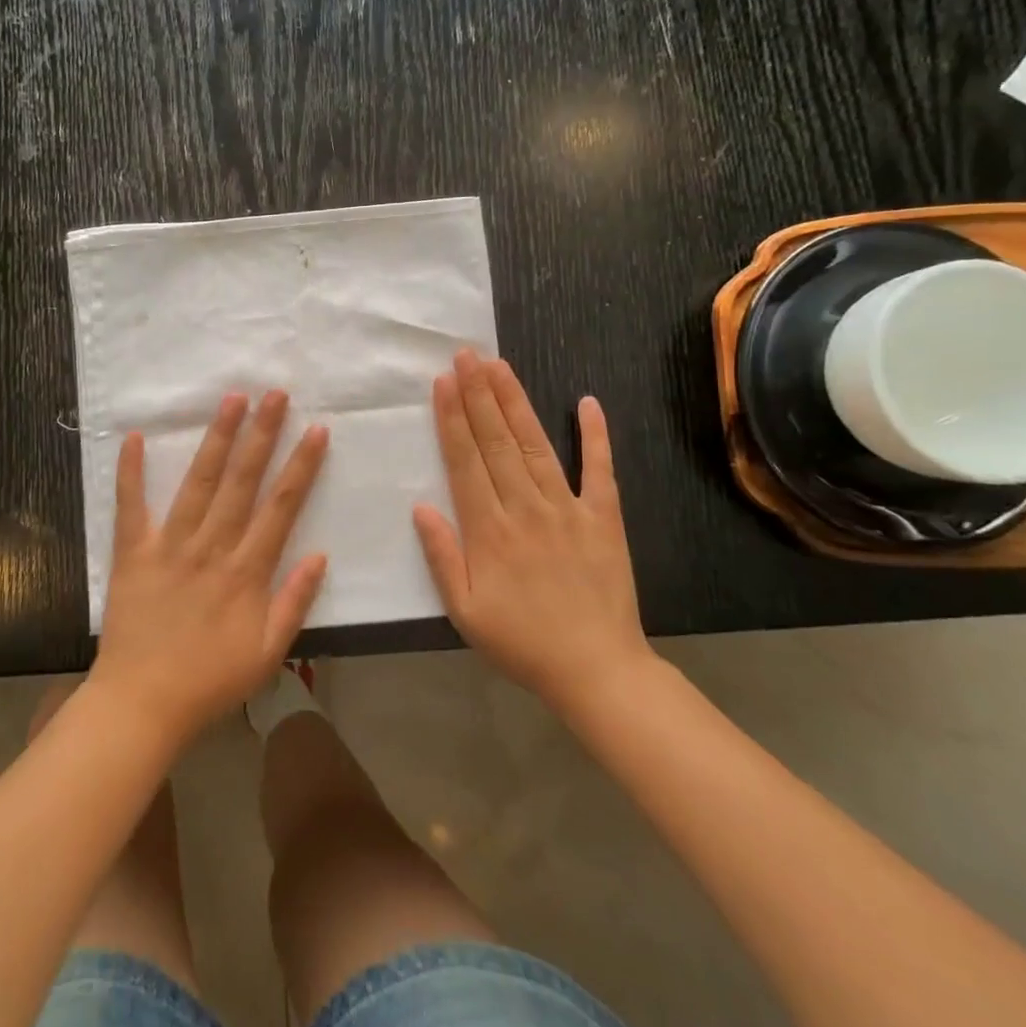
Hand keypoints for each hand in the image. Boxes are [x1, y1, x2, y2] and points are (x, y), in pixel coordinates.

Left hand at [89, 391, 329, 748]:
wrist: (142, 705)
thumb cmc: (210, 681)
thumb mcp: (269, 653)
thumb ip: (295, 602)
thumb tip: (321, 554)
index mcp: (247, 571)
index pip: (282, 507)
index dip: (301, 466)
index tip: (316, 430)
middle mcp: (212, 547)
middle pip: (243, 481)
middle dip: (262, 434)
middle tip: (276, 394)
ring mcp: (170, 545)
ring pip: (199, 482)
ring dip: (217, 438)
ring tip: (232, 399)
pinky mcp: (133, 552)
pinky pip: (131, 506)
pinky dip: (131, 472)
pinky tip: (134, 437)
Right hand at [413, 349, 653, 710]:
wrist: (596, 671)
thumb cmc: (521, 642)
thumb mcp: (464, 611)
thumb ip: (441, 556)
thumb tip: (421, 505)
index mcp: (489, 530)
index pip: (465, 461)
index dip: (452, 418)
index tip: (443, 382)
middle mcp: (526, 508)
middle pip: (497, 442)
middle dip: (479, 394)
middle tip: (466, 355)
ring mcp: (569, 509)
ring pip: (536, 445)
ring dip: (516, 403)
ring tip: (500, 366)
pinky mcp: (604, 517)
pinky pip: (600, 470)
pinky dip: (596, 436)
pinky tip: (588, 402)